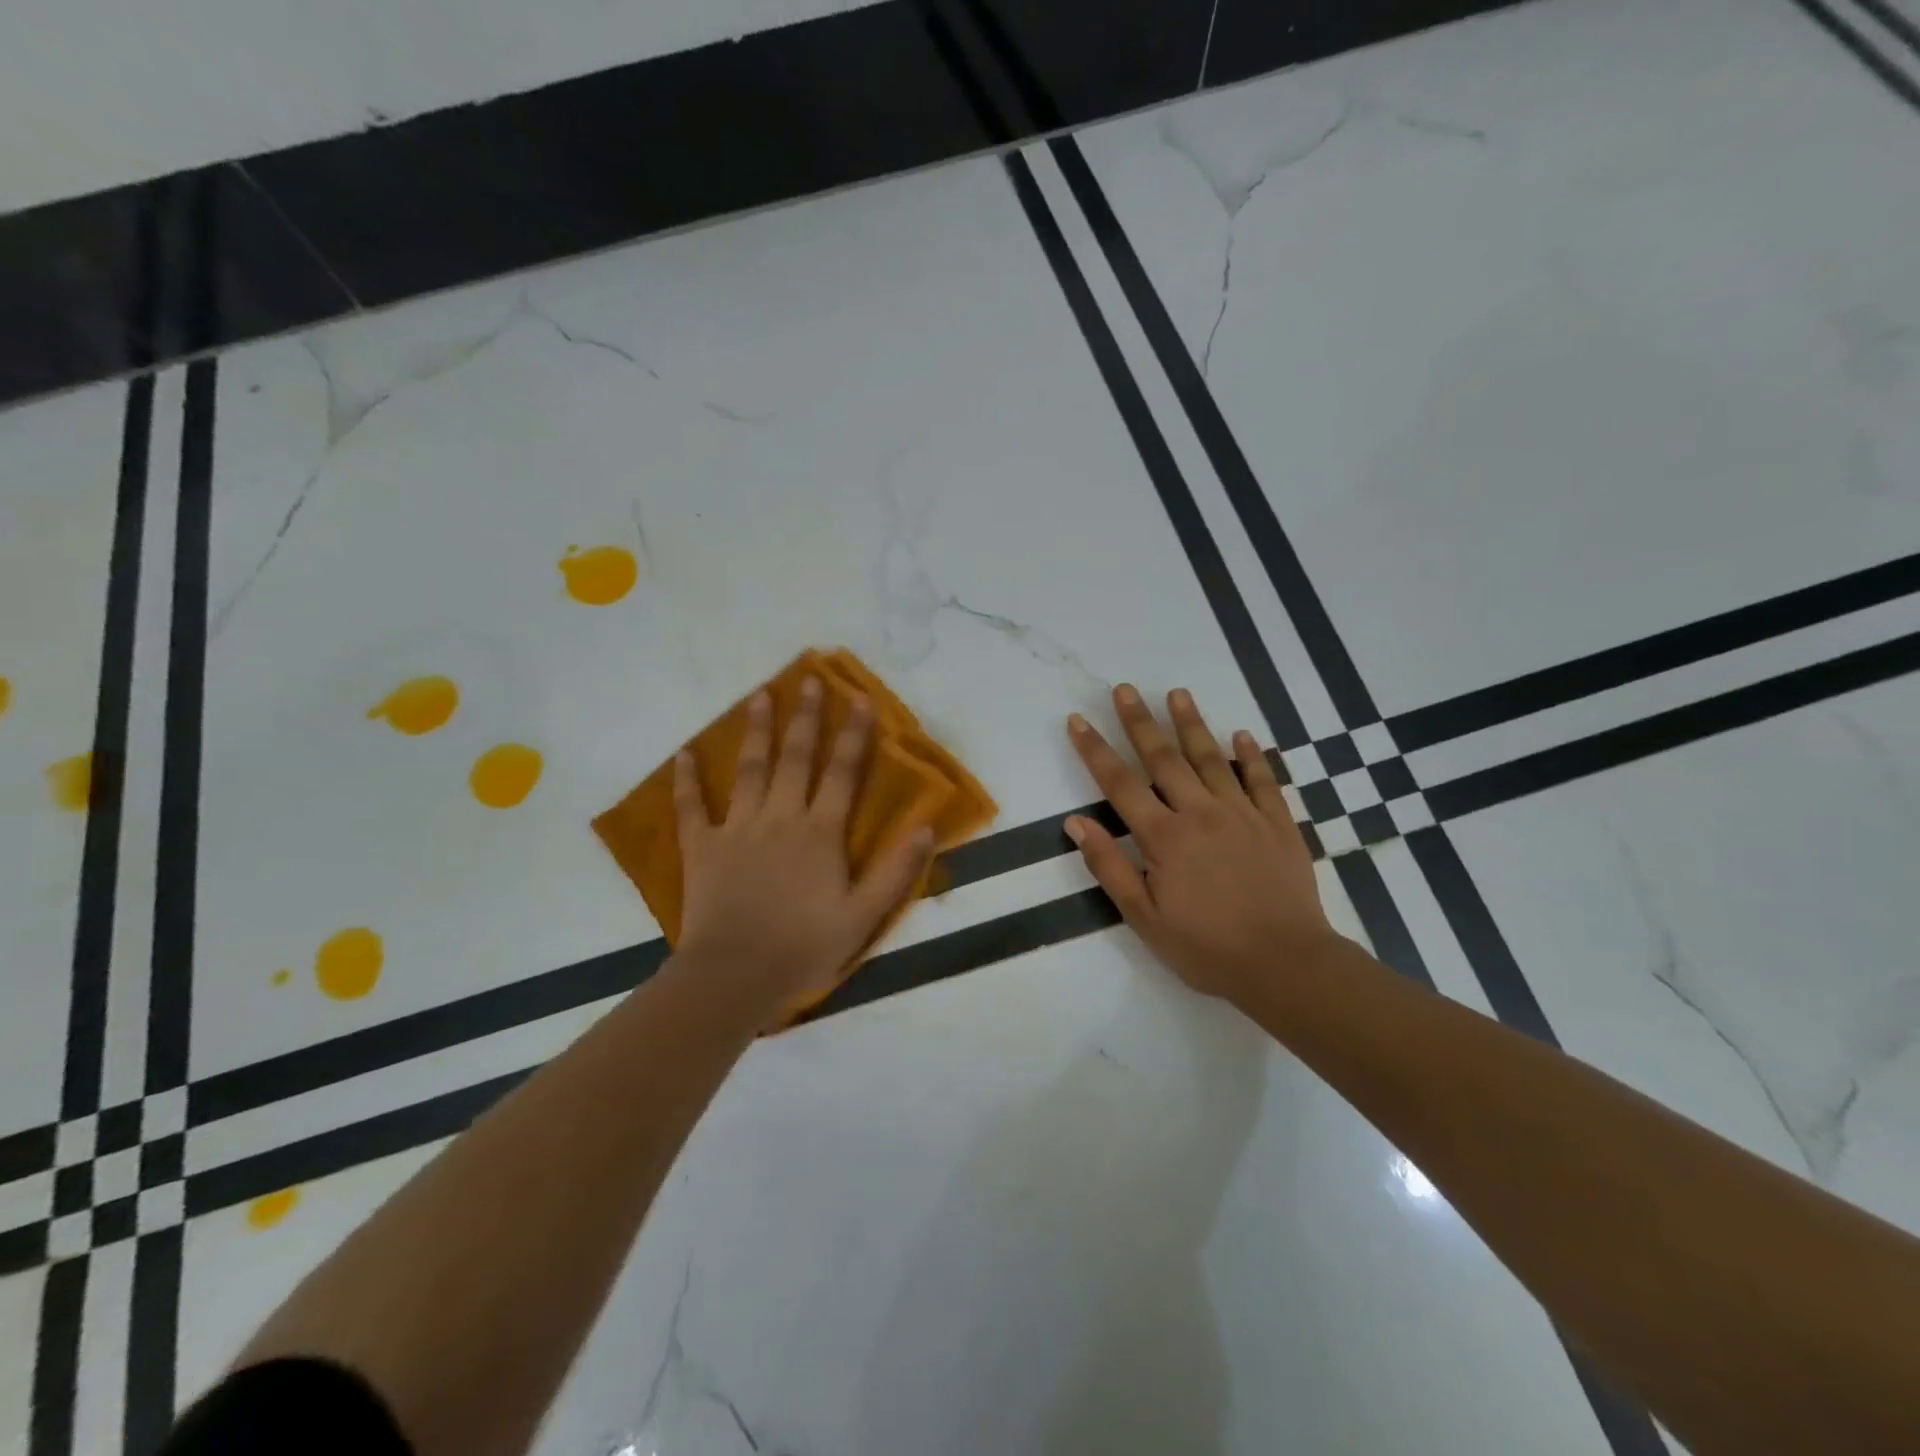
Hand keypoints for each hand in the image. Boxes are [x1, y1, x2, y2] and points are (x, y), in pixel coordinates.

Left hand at [673, 677, 933, 1020]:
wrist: (735, 976)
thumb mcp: (864, 916)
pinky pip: (691, 808)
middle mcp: (781, 818)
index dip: (854, 736)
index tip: (860, 700)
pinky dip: (686, 781)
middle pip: (795, 758)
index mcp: (820, 832)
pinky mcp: (702, 848)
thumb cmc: (804, 947)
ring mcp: (737, 829)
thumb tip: (927, 828)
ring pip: (749, 769)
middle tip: (809, 680)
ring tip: (759, 695)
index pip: (843, 773)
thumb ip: (896, 871)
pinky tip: (683, 754)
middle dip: (805, 718)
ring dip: (756, 731)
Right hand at [1064, 684, 1335, 1004]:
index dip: (1095, 750)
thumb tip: (1076, 823)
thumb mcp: (1144, 917)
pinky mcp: (1278, 825)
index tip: (1077, 720)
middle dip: (1140, 721)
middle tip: (1124, 689)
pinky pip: (1264, 781)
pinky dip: (1253, 756)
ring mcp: (1243, 815)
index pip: (1120, 784)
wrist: (1286, 965)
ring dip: (1192, 724)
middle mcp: (1201, 813)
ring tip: (1177, 693)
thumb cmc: (1207, 947)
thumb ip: (1109, 866)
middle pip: (1164, 758)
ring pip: (1213, 759)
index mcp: (1165, 837)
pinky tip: (1243, 735)